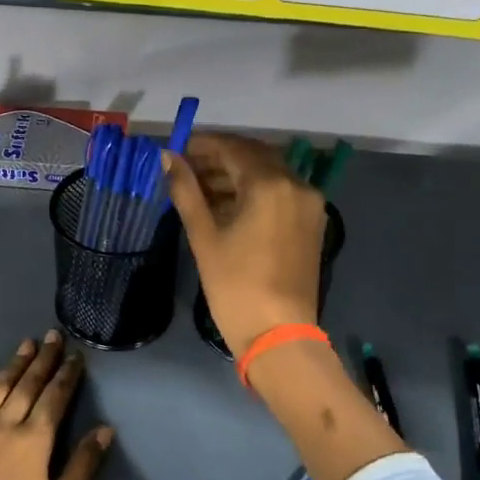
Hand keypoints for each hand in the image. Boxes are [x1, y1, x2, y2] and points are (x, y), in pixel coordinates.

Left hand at [0, 332, 112, 479]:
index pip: (55, 398)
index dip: (67, 375)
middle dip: (43, 359)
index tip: (75, 354)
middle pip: (27, 385)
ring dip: (13, 365)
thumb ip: (81, 467)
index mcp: (33, 441)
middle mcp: (3, 426)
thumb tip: (105, 430)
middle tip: (53, 336)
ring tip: (25, 345)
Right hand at [163, 134, 326, 356]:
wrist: (278, 335)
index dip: (203, 145)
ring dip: (237, 174)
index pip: (233, 149)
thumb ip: (186, 190)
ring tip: (202, 188)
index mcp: (270, 185)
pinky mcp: (312, 224)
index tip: (177, 150)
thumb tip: (168, 158)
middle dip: (220, 157)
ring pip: (269, 174)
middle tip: (188, 167)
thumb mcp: (204, 235)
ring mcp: (309, 205)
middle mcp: (297, 185)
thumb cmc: (235, 285)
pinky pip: (281, 192)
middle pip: (255, 156)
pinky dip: (255, 190)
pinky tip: (229, 204)